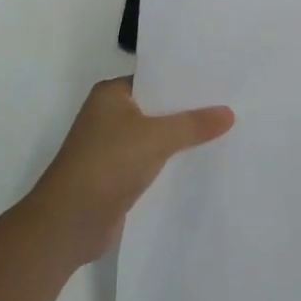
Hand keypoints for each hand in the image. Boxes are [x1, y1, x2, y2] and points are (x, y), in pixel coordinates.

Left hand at [27, 77, 233, 264]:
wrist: (69, 222)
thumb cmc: (107, 164)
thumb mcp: (156, 137)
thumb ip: (193, 124)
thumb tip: (229, 113)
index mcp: (110, 94)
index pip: (154, 78)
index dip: (184, 80)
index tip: (219, 80)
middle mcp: (109, 116)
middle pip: (157, 107)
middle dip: (188, 110)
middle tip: (230, 105)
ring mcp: (112, 147)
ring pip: (155, 136)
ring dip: (181, 139)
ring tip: (225, 133)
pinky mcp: (117, 176)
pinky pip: (152, 161)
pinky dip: (172, 162)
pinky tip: (201, 163)